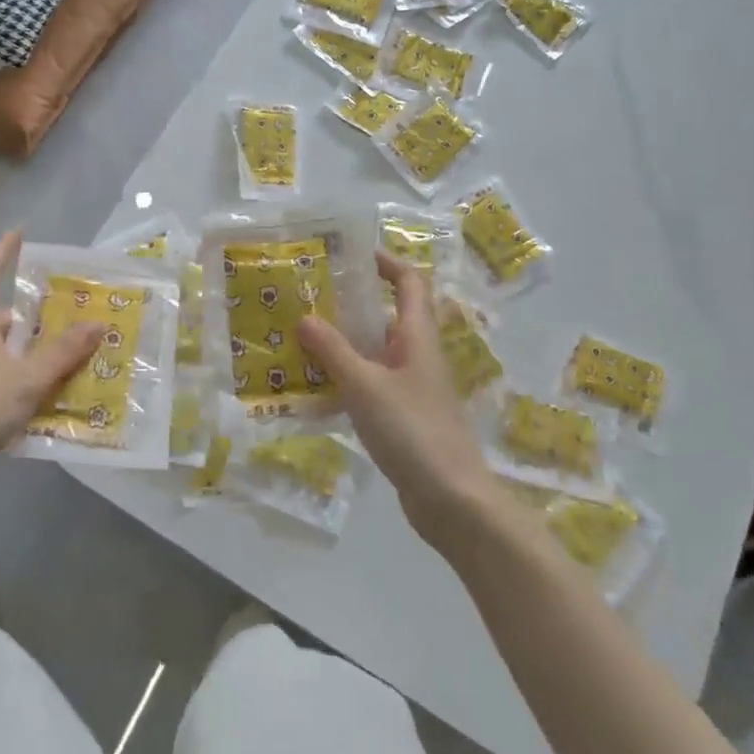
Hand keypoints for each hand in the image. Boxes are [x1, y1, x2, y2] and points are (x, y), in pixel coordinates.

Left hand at [0, 229, 103, 501]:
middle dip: (33, 305)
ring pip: (6, 347)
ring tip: (75, 341)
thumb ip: (63, 352)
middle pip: (1, 312)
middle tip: (72, 300)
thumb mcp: (27, 378)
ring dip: (36, 343)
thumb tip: (99, 322)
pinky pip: (6, 374)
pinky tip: (58, 385)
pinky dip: (30, 373)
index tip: (19, 232)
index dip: (1, 252)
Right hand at [298, 252, 496, 548]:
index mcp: (417, 337)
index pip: (409, 283)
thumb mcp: (365, 386)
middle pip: (386, 316)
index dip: (386, 262)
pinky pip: (370, 384)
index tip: (351, 252)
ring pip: (374, 352)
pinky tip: (314, 388)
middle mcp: (417, 356)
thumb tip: (304, 316)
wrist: (453, 500)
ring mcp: (411, 388)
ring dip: (342, 343)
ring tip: (299, 336)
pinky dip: (345, 379)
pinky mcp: (403, 417)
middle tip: (307, 296)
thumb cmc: (413, 431)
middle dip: (350, 303)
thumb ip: (333, 351)